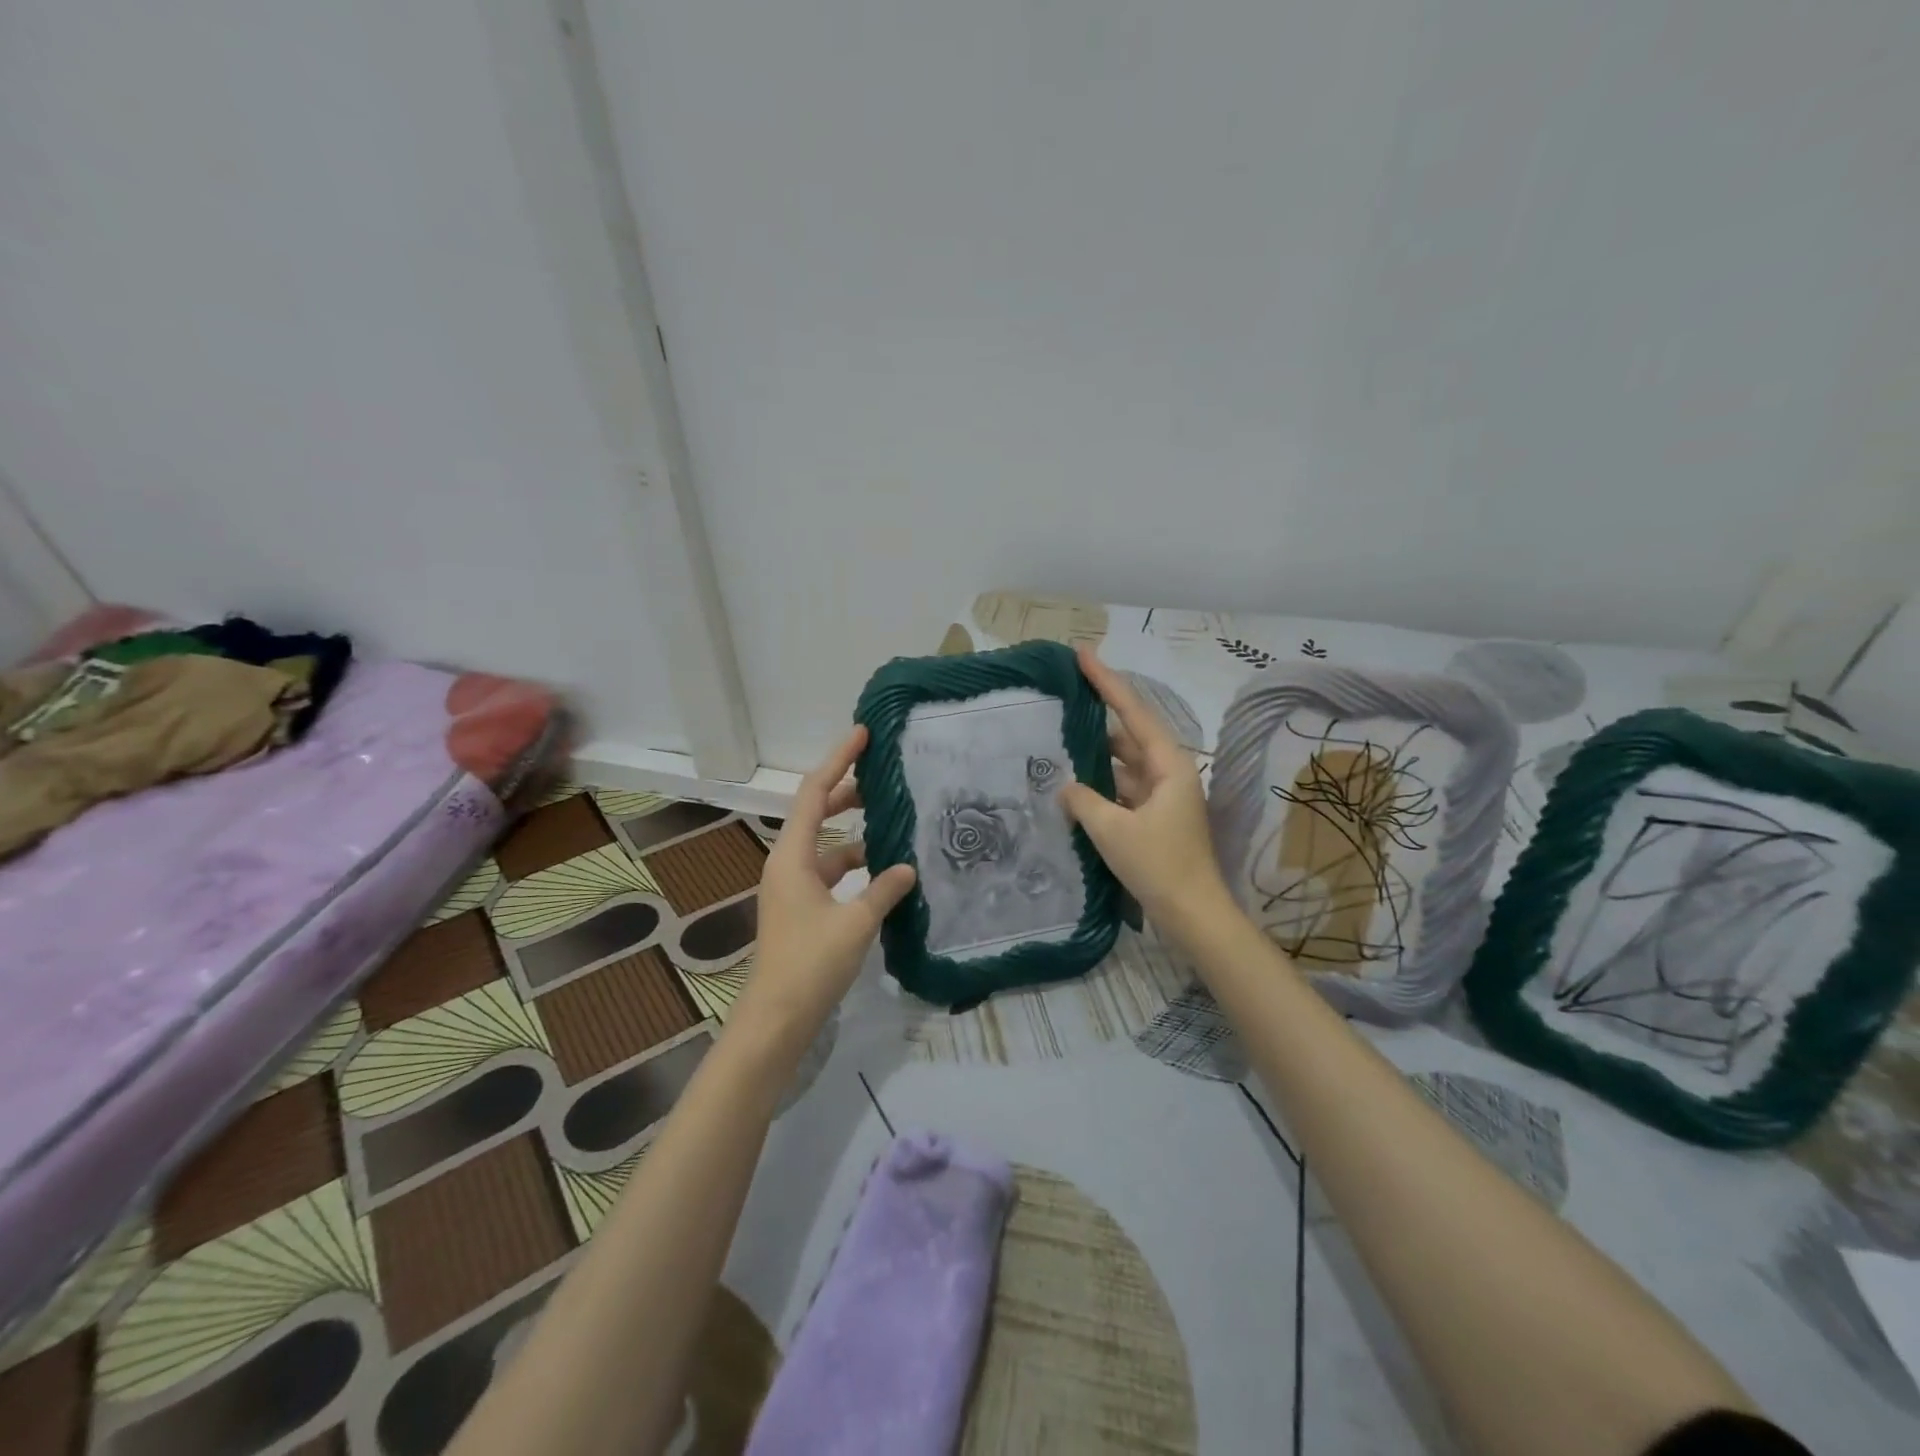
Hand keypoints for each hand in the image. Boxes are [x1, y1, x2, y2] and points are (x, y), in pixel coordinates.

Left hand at [732, 726, 916, 1055]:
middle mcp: (787, 863)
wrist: (776, 1018)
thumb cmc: (811, 964)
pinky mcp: (801, 907)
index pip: (814, 792)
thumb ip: (884, 890)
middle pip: (815, 812)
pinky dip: (854, 865)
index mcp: (792, 855)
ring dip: (854, 832)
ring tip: (892, 822)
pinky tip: (883, 873)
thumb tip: (907, 867)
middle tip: (883, 775)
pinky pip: (829, 871)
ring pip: (825, 844)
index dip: (838, 759)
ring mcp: (792, 886)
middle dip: (847, 790)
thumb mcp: (856, 923)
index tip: (863, 734)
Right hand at [1059, 646, 1233, 940]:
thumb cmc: (1159, 866)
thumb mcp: (1113, 831)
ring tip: (1061, 736)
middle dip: (1100, 713)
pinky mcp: (1154, 818)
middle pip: (1130, 732)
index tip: (1083, 654)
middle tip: (1065, 694)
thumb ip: (1084, 800)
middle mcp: (1169, 773)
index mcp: (1168, 765)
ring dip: (1096, 752)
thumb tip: (1066, 786)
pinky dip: (1100, 783)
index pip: (1133, 712)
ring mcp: (1163, 797)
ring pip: (1124, 763)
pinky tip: (1074, 783)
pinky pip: (1122, 788)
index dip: (1107, 682)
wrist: (1193, 914)